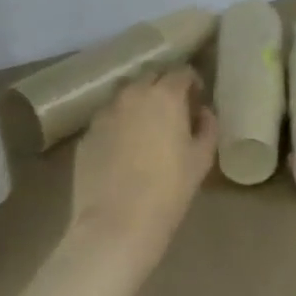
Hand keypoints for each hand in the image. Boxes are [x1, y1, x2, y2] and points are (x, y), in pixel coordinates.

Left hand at [70, 67, 217, 260]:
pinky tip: (123, 148)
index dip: (192, 82)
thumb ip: (208, 127)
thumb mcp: (202, 159)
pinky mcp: (86, 133)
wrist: (116, 223)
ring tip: (146, 126)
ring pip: (125, 94)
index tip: (196, 99)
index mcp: (164, 95)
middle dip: (164, 86)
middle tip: (173, 110)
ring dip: (138, 101)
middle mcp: (132, 94)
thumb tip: (203, 112)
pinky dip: (119, 123)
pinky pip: (107, 118)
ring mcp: (105, 112)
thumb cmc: (168, 190)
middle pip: (151, 76)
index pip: (181, 72)